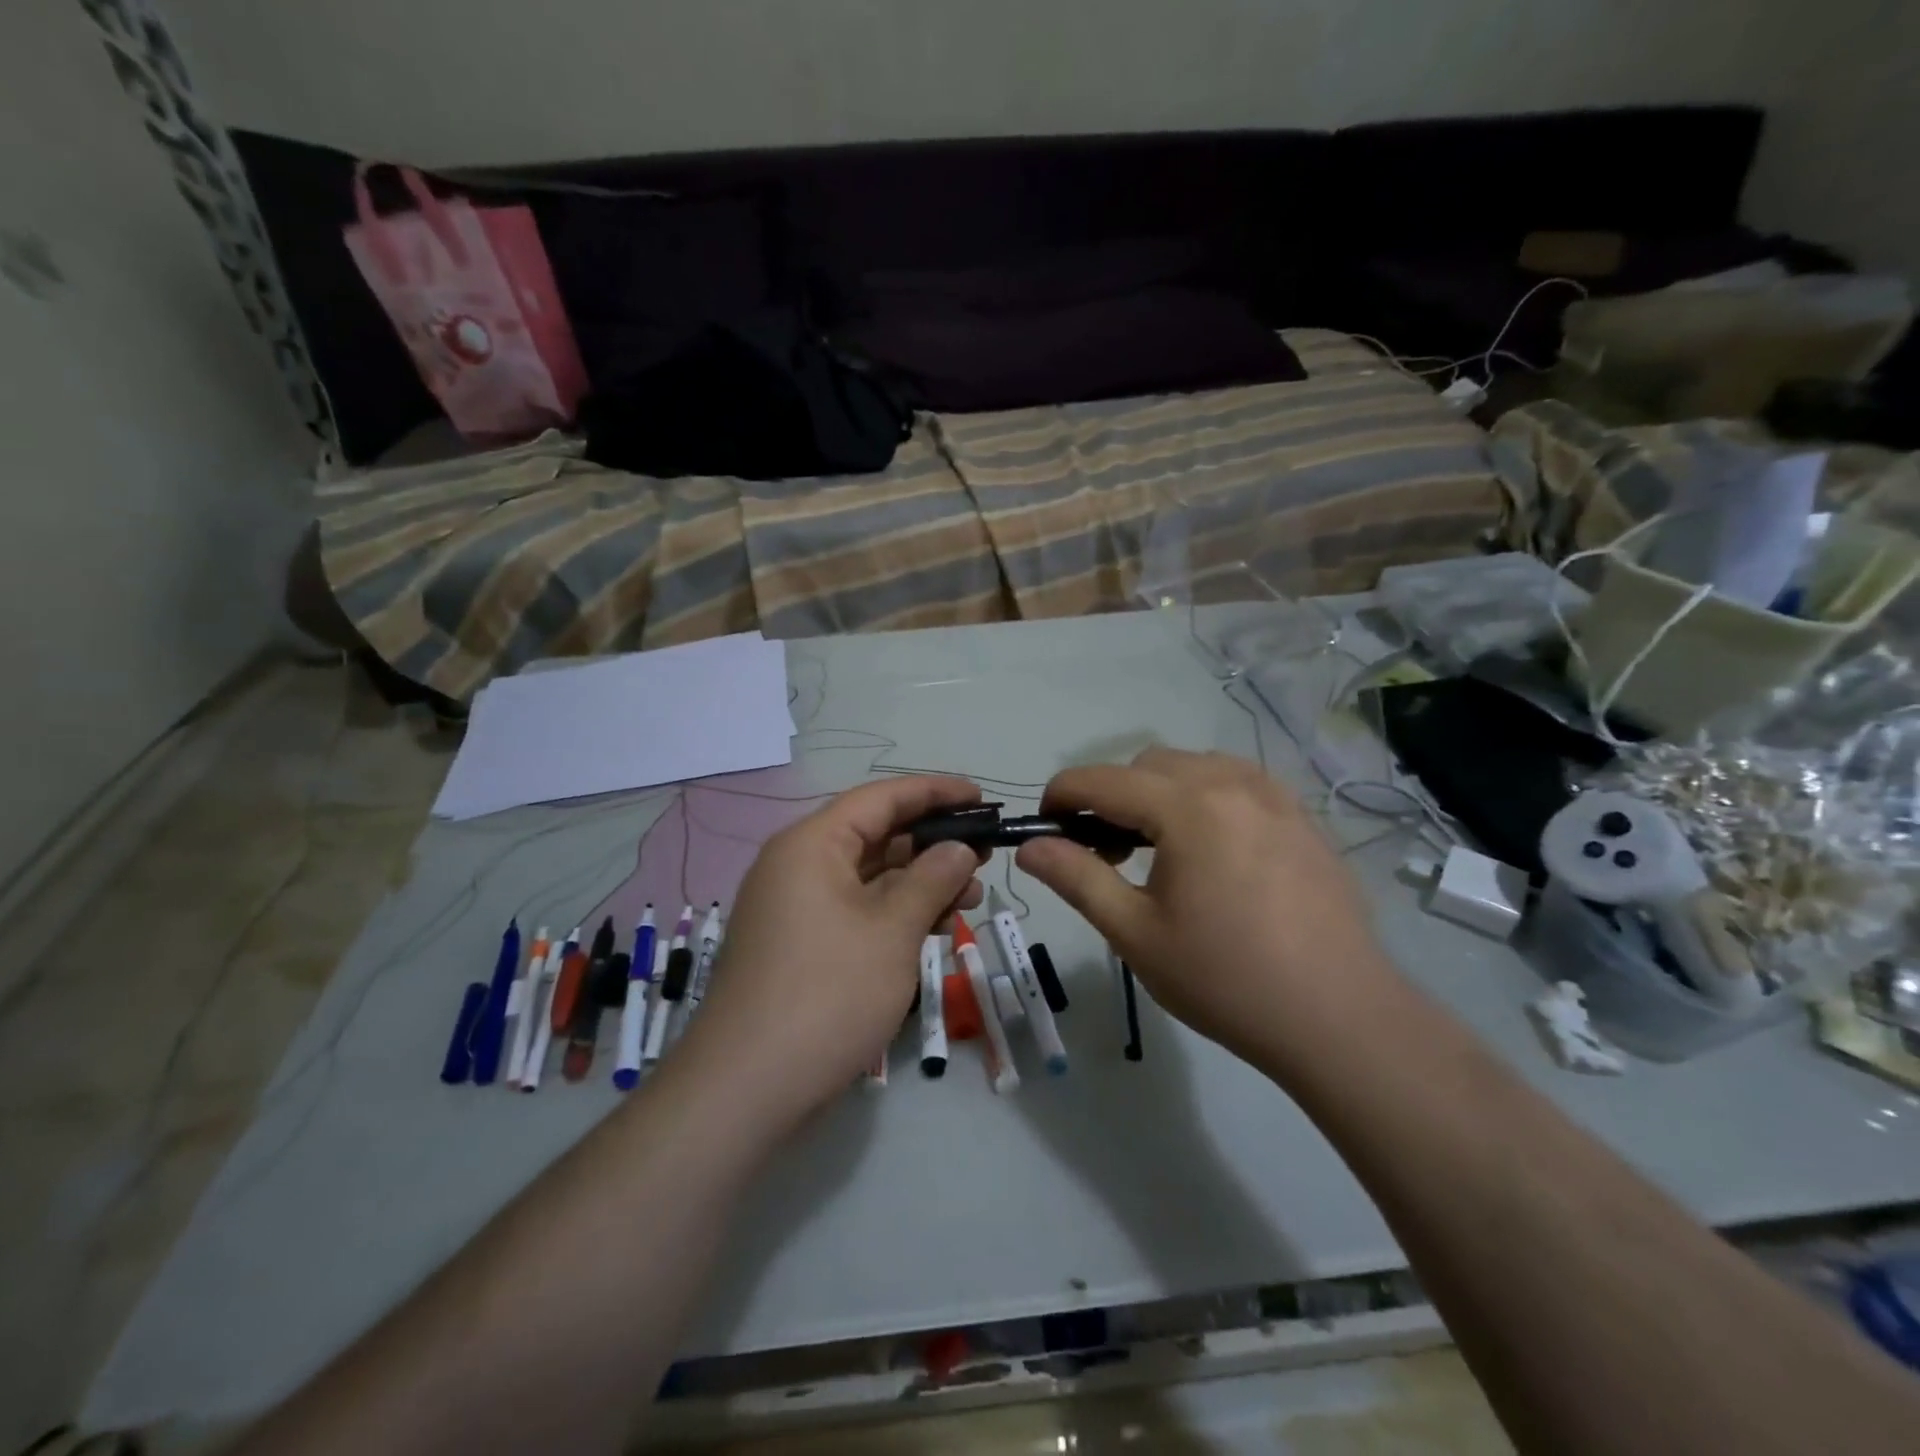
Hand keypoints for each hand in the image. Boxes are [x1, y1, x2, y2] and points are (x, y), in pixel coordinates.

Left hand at [685, 776, 983, 1128]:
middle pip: (875, 836)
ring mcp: (796, 908)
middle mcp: (798, 866)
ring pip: (869, 878)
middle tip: (984, 855)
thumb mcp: (892, 931)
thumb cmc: (827, 995)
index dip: (934, 792)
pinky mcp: (800, 946)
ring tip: (971, 897)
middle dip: (932, 843)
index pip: (881, 798)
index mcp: (812, 844)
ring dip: (920, 883)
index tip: (981, 797)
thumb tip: (958, 848)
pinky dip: (895, 914)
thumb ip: (931, 879)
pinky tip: (934, 927)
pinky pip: (856, 911)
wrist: (746, 1090)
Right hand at [1015, 748, 1401, 1069]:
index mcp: (1187, 807)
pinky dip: (1204, 798)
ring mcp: (1274, 796)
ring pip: (1194, 767)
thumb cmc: (1225, 979)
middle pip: (1147, 764)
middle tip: (1104, 854)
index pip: (1102, 779)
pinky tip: (1210, 850)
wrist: (1339, 1018)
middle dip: (1111, 796)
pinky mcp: (1302, 816)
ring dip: (1159, 793)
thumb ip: (1077, 878)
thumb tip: (1029, 847)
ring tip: (1158, 850)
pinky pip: (1237, 783)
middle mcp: (1232, 783)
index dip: (1062, 795)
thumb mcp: (1136, 933)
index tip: (1045, 827)